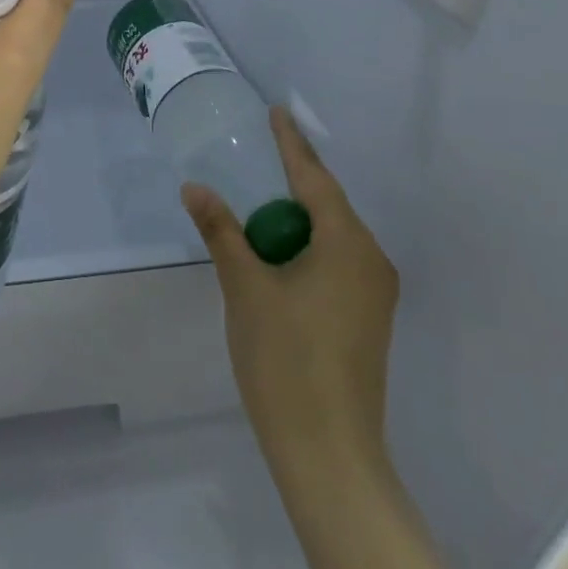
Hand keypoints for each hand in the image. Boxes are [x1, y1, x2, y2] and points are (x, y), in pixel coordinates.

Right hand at [182, 108, 399, 490]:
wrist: (330, 455)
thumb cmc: (286, 360)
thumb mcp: (245, 287)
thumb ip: (222, 231)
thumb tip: (194, 187)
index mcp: (347, 245)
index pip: (315, 179)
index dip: (292, 144)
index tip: (277, 113)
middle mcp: (370, 261)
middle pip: (329, 203)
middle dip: (296, 175)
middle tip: (264, 147)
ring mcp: (373, 294)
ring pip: (333, 233)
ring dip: (299, 212)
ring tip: (265, 192)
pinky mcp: (366, 318)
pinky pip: (336, 258)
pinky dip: (307, 241)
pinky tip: (280, 245)